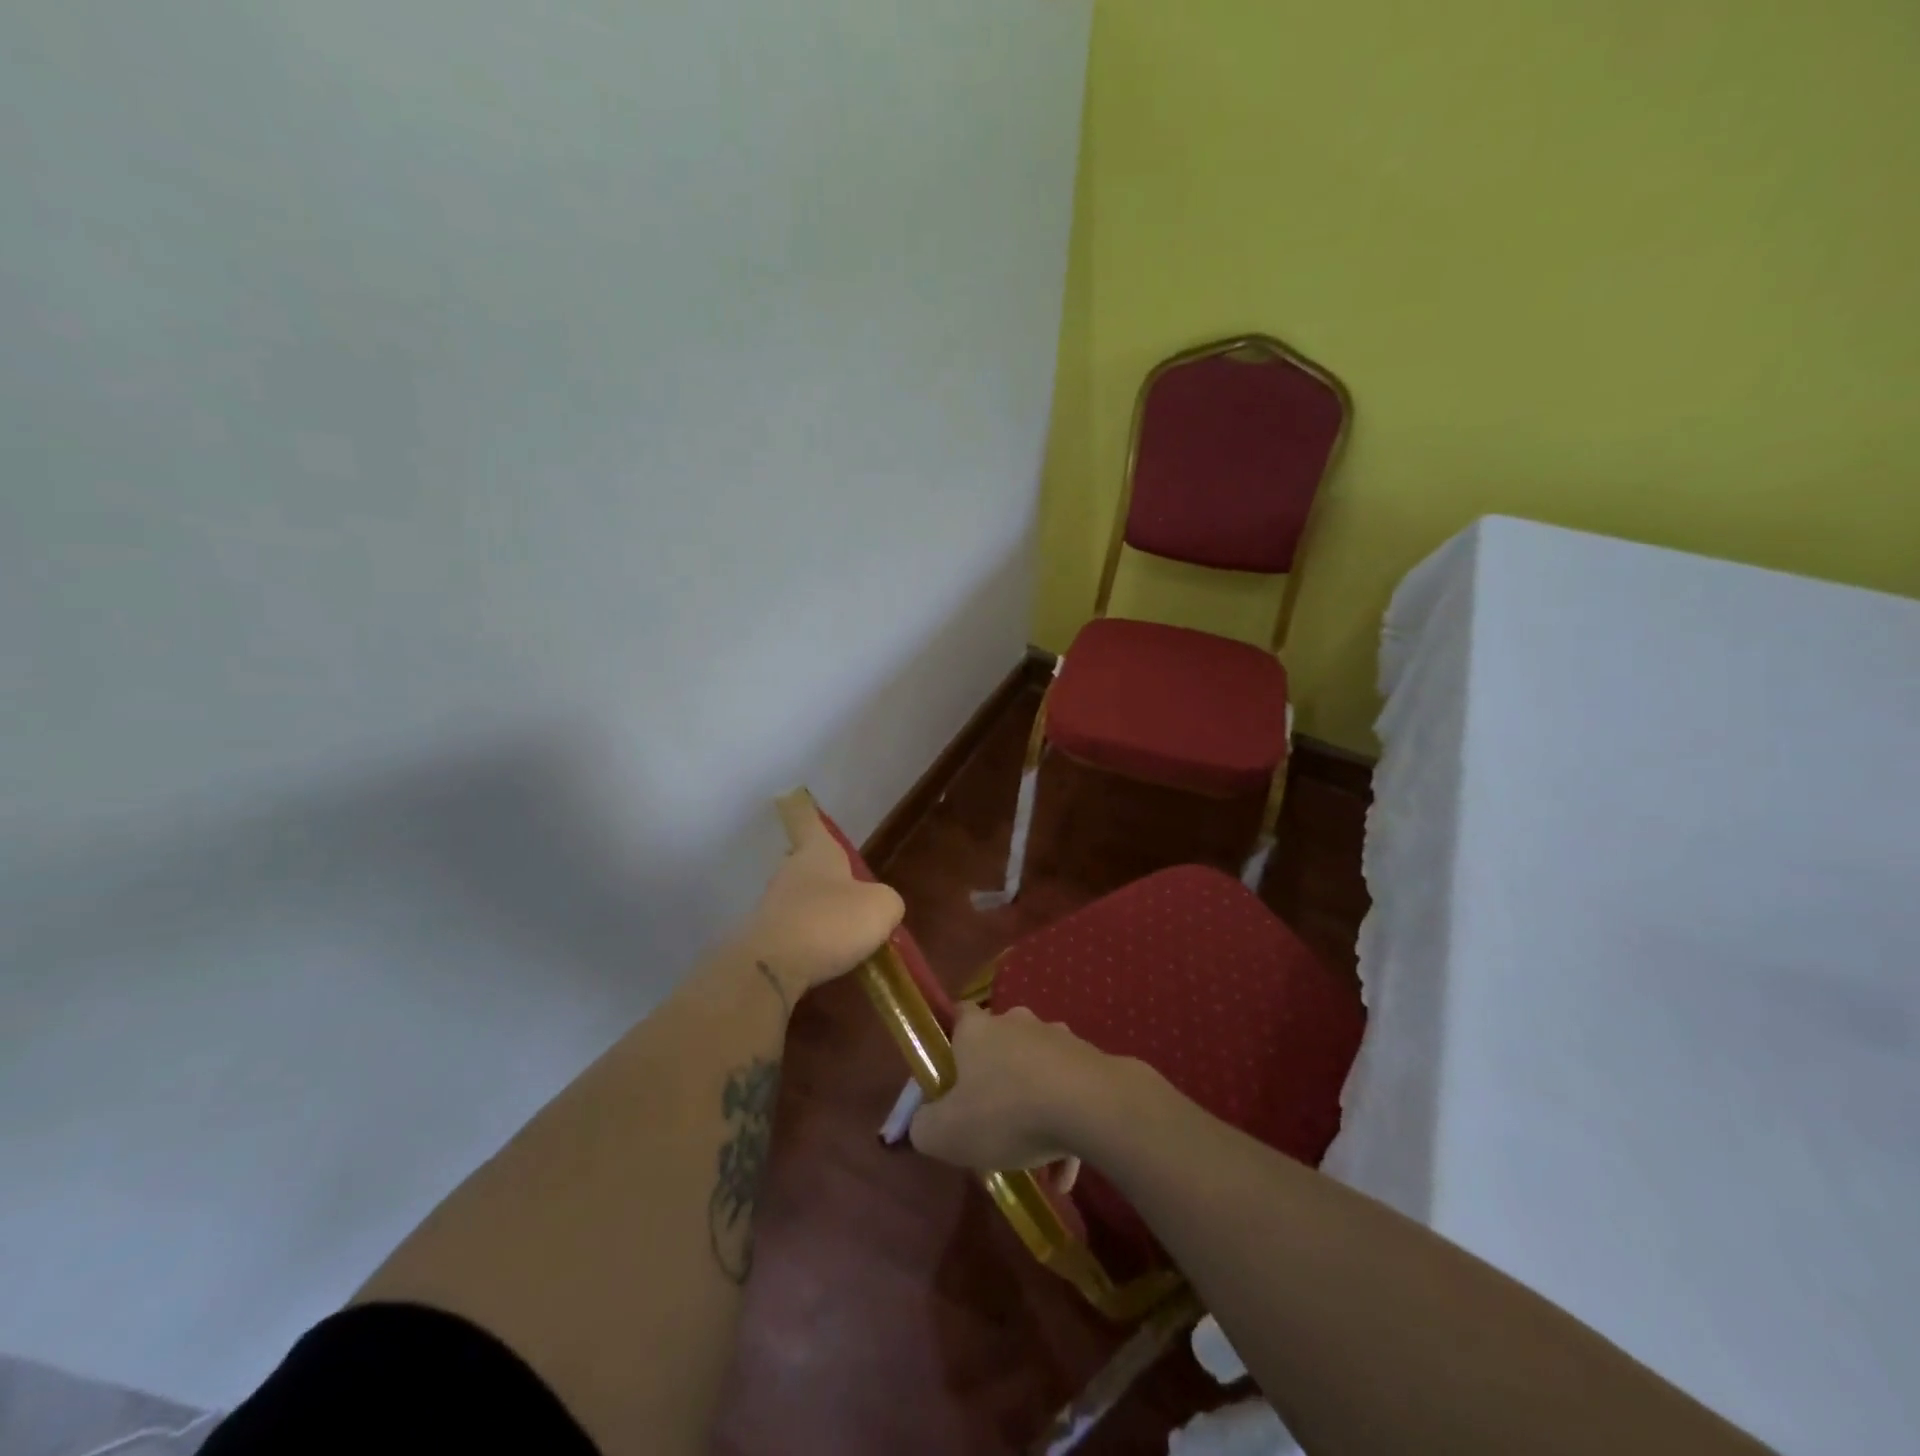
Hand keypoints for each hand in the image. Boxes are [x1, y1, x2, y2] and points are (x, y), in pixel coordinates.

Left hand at [739, 792, 904, 997]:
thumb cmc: (831, 922)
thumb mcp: (882, 908)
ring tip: (844, 935)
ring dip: (818, 912)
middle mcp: (790, 871)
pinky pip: (793, 933)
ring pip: (800, 900)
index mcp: (818, 852)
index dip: (807, 812)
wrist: (772, 968)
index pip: (810, 822)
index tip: (795, 799)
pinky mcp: (764, 939)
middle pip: (806, 863)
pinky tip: (826, 960)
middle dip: (825, 874)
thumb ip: (887, 902)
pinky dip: (809, 942)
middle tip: (849, 890)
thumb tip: (879, 907)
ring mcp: (772, 906)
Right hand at [909, 1004, 1115, 1171]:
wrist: (1088, 1106)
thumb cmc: (1005, 1111)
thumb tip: (923, 1122)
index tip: (950, 1076)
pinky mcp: (1090, 1060)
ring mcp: (1057, 1038)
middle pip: (1000, 1046)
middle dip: (996, 1079)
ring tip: (1033, 1158)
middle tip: (991, 1121)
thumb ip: (924, 1126)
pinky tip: (1064, 1175)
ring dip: (1033, 1107)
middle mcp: (1017, 1023)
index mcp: (978, 1029)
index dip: (951, 1043)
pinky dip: (1065, 1129)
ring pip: (1037, 1072)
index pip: (959, 1015)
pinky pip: (1069, 1095)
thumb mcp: (945, 1132)